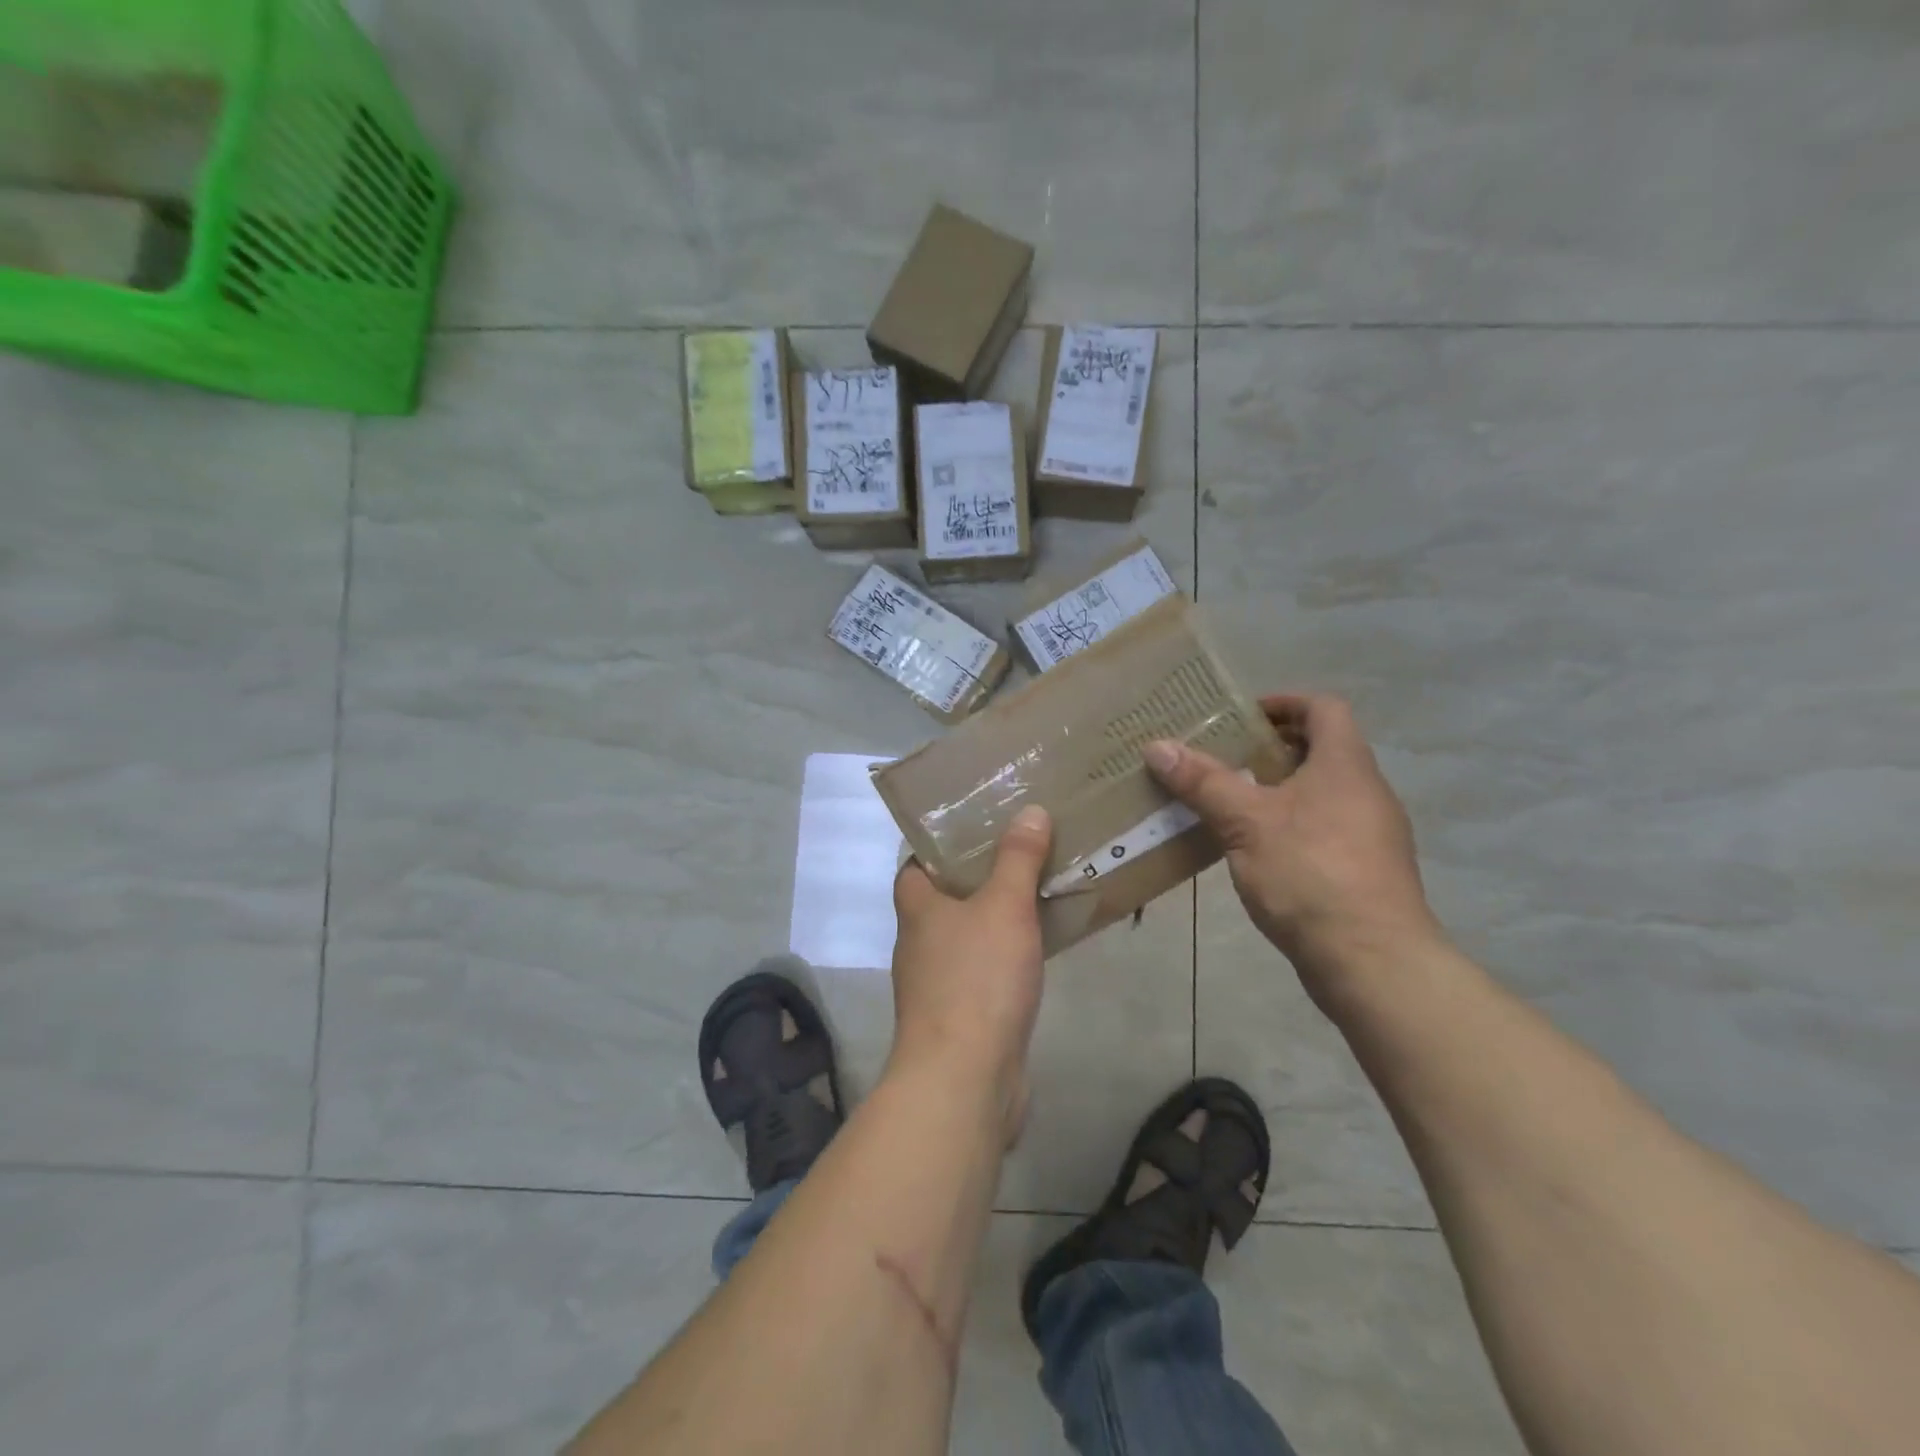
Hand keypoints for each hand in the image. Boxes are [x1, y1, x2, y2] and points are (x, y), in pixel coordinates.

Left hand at [890, 805, 1052, 1141]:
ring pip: (968, 935)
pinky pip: (986, 971)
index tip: (976, 826)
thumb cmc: (976, 979)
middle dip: (978, 876)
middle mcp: (920, 943)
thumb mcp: (1004, 906)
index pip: (915, 864)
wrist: (965, 1078)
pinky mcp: (962, 1016)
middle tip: (1021, 850)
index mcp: (917, 909)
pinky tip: (1039, 949)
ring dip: (996, 916)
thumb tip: (1029, 810)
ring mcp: (938, 983)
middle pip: (944, 898)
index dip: (939, 844)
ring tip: (1038, 890)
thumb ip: (1017, 858)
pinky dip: (1007, 955)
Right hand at [1145, 695, 1441, 1010]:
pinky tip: (1253, 848)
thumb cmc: (1310, 872)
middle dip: (1270, 748)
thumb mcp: (1245, 822)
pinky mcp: (1363, 871)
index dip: (1284, 703)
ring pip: (1320, 792)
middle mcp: (1365, 791)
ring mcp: (1370, 834)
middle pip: (1321, 750)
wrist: (1372, 961)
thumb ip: (1203, 782)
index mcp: (1345, 765)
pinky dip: (1288, 824)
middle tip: (1222, 757)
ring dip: (1277, 789)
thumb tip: (1157, 745)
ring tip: (1228, 801)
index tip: (1241, 716)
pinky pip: (1322, 828)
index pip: (1323, 708)